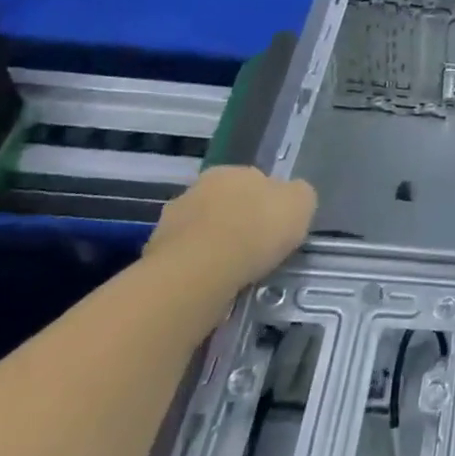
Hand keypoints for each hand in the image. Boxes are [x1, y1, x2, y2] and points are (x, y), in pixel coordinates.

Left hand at [145, 166, 315, 289]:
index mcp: (230, 171)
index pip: (254, 181)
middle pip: (224, 205)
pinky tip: (212, 284)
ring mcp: (169, 222)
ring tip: (233, 272)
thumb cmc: (257, 228)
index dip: (267, 203)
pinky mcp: (152, 256)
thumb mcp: (302, 203)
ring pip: (201, 232)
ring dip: (214, 246)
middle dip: (237, 222)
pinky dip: (198, 269)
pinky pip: (185, 260)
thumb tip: (291, 198)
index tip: (277, 227)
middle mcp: (195, 189)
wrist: (201, 271)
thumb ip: (297, 196)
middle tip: (256, 249)